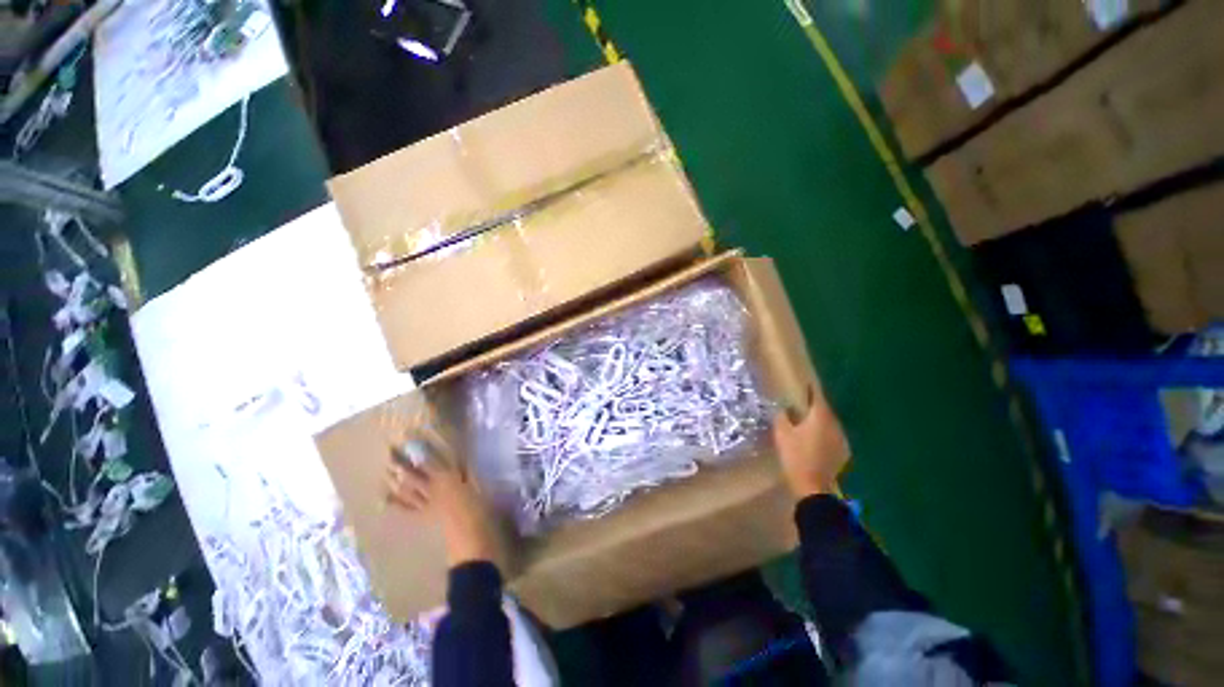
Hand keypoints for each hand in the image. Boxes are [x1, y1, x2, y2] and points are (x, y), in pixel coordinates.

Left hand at [384, 436, 500, 568]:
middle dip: (402, 465)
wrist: (472, 543)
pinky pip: (408, 510)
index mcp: (449, 478)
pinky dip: (397, 504)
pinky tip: (386, 501)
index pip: (432, 461)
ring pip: (408, 491)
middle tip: (388, 454)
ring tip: (385, 473)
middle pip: (415, 475)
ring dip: (396, 482)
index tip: (409, 441)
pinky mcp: (426, 518)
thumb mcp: (479, 486)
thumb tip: (464, 457)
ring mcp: (428, 505)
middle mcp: (434, 489)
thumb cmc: (481, 511)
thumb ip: (469, 472)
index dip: (420, 451)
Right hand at [772, 386, 849, 496]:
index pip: (817, 397)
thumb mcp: (782, 434)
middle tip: (802, 405)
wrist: (813, 487)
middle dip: (814, 407)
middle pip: (825, 410)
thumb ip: (782, 417)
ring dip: (820, 421)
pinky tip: (816, 441)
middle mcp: (835, 425)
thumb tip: (784, 409)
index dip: (811, 390)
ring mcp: (841, 440)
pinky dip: (824, 435)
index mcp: (820, 418)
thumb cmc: (795, 457)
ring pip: (830, 424)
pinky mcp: (843, 453)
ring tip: (807, 423)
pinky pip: (832, 437)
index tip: (805, 385)